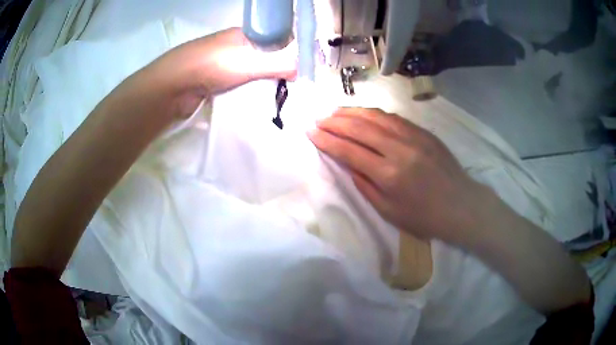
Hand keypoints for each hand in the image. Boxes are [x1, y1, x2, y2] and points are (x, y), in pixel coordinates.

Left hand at [144, 28, 296, 117]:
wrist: (173, 84)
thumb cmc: (213, 65)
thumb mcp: (251, 62)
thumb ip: (278, 64)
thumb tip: (301, 70)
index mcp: (244, 34)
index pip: (275, 39)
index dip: (289, 52)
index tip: (299, 71)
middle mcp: (234, 45)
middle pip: (263, 55)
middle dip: (276, 70)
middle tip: (288, 87)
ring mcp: (222, 62)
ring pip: (251, 70)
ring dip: (261, 81)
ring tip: (275, 95)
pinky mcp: (214, 78)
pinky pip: (238, 81)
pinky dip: (247, 89)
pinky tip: (254, 98)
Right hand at [307, 107, 488, 244]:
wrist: (462, 206)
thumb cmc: (425, 217)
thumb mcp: (389, 211)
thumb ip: (365, 186)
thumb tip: (349, 164)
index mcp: (388, 174)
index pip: (349, 150)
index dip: (327, 140)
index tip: (310, 132)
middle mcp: (399, 149)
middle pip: (359, 128)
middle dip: (334, 121)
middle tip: (318, 118)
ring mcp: (413, 137)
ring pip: (375, 117)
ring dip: (351, 112)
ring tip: (334, 111)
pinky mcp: (423, 132)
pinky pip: (393, 117)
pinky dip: (373, 113)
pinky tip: (363, 113)